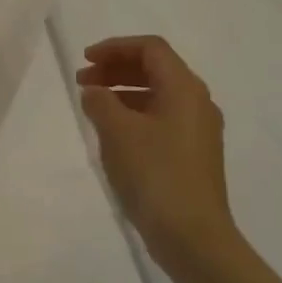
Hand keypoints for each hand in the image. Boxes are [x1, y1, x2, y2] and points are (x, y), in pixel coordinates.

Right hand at [77, 35, 238, 273]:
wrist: (192, 235)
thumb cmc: (154, 174)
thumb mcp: (117, 132)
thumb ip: (100, 102)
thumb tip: (94, 91)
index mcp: (185, 89)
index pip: (150, 49)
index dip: (115, 47)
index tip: (85, 60)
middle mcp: (197, 103)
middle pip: (156, 69)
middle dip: (117, 68)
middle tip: (83, 81)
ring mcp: (198, 130)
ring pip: (157, 94)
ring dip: (123, 91)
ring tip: (92, 105)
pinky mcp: (193, 154)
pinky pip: (161, 118)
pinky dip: (134, 114)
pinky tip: (112, 132)